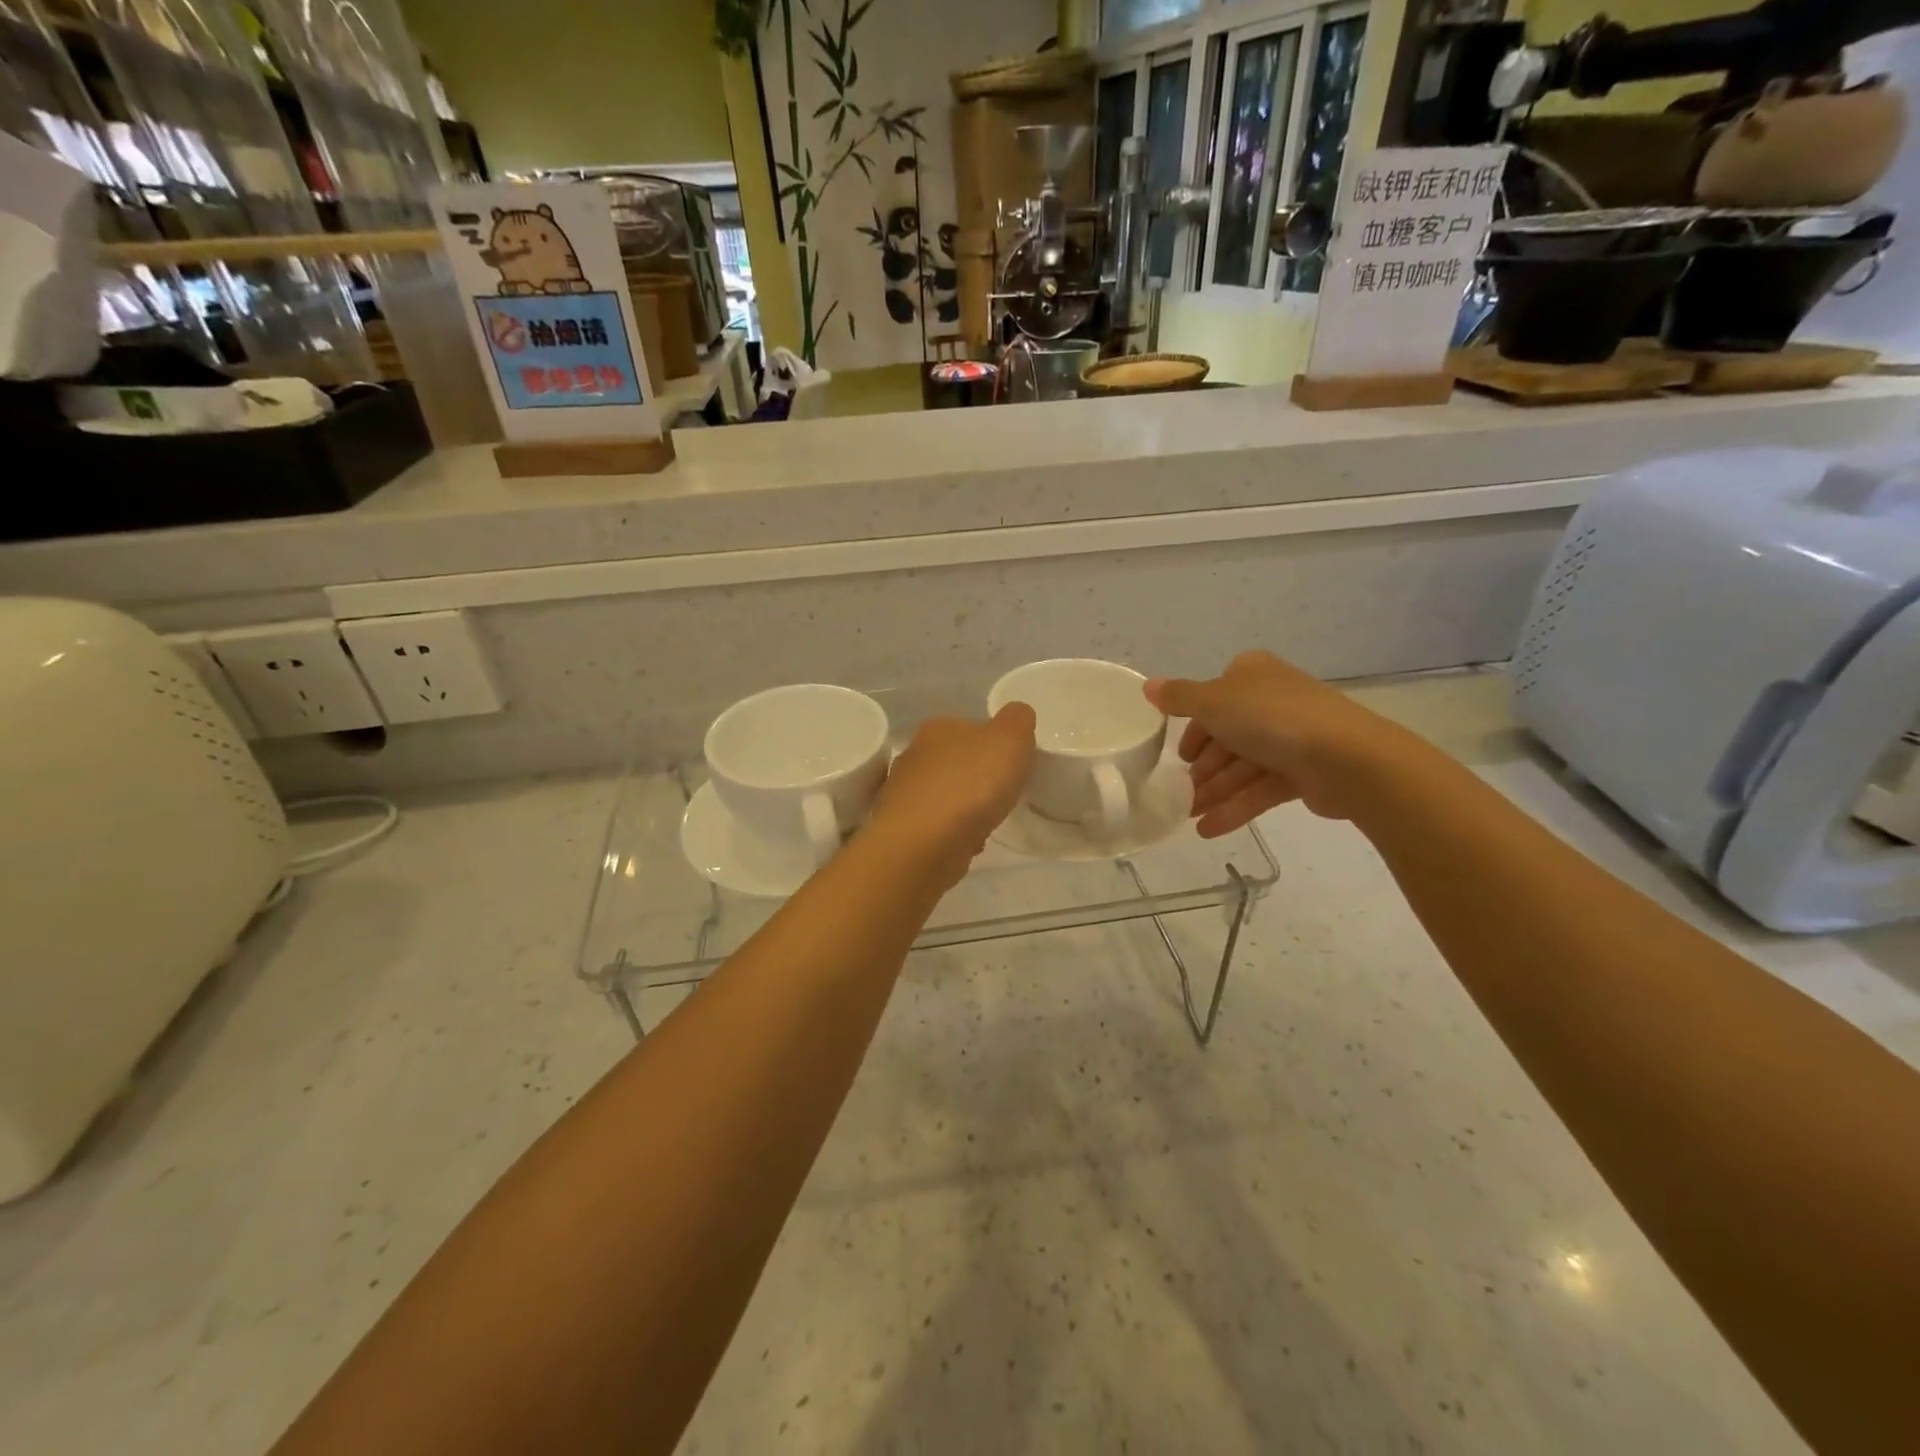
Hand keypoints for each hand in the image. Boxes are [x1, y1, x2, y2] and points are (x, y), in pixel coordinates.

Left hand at [868, 705, 1036, 882]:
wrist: (924, 844)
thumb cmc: (970, 785)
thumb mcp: (1010, 739)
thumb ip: (1018, 721)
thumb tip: (1016, 715)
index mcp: (938, 728)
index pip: (970, 727)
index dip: (994, 745)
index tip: (1012, 766)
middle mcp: (914, 755)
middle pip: (955, 761)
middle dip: (977, 777)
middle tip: (1003, 794)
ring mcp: (903, 793)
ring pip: (943, 794)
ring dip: (964, 807)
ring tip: (987, 821)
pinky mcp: (902, 829)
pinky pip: (935, 825)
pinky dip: (952, 833)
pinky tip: (967, 844)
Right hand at [1146, 651, 1410, 834]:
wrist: (1345, 759)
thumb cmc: (1270, 719)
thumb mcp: (1213, 702)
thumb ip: (1178, 697)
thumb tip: (1148, 686)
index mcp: (1252, 675)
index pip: (1214, 699)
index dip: (1194, 727)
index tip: (1179, 755)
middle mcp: (1272, 701)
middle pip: (1227, 737)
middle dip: (1203, 768)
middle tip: (1179, 794)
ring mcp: (1291, 738)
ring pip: (1242, 766)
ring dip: (1214, 792)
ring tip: (1189, 817)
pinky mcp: (1304, 773)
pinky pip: (1260, 789)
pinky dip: (1236, 807)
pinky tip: (1209, 829)